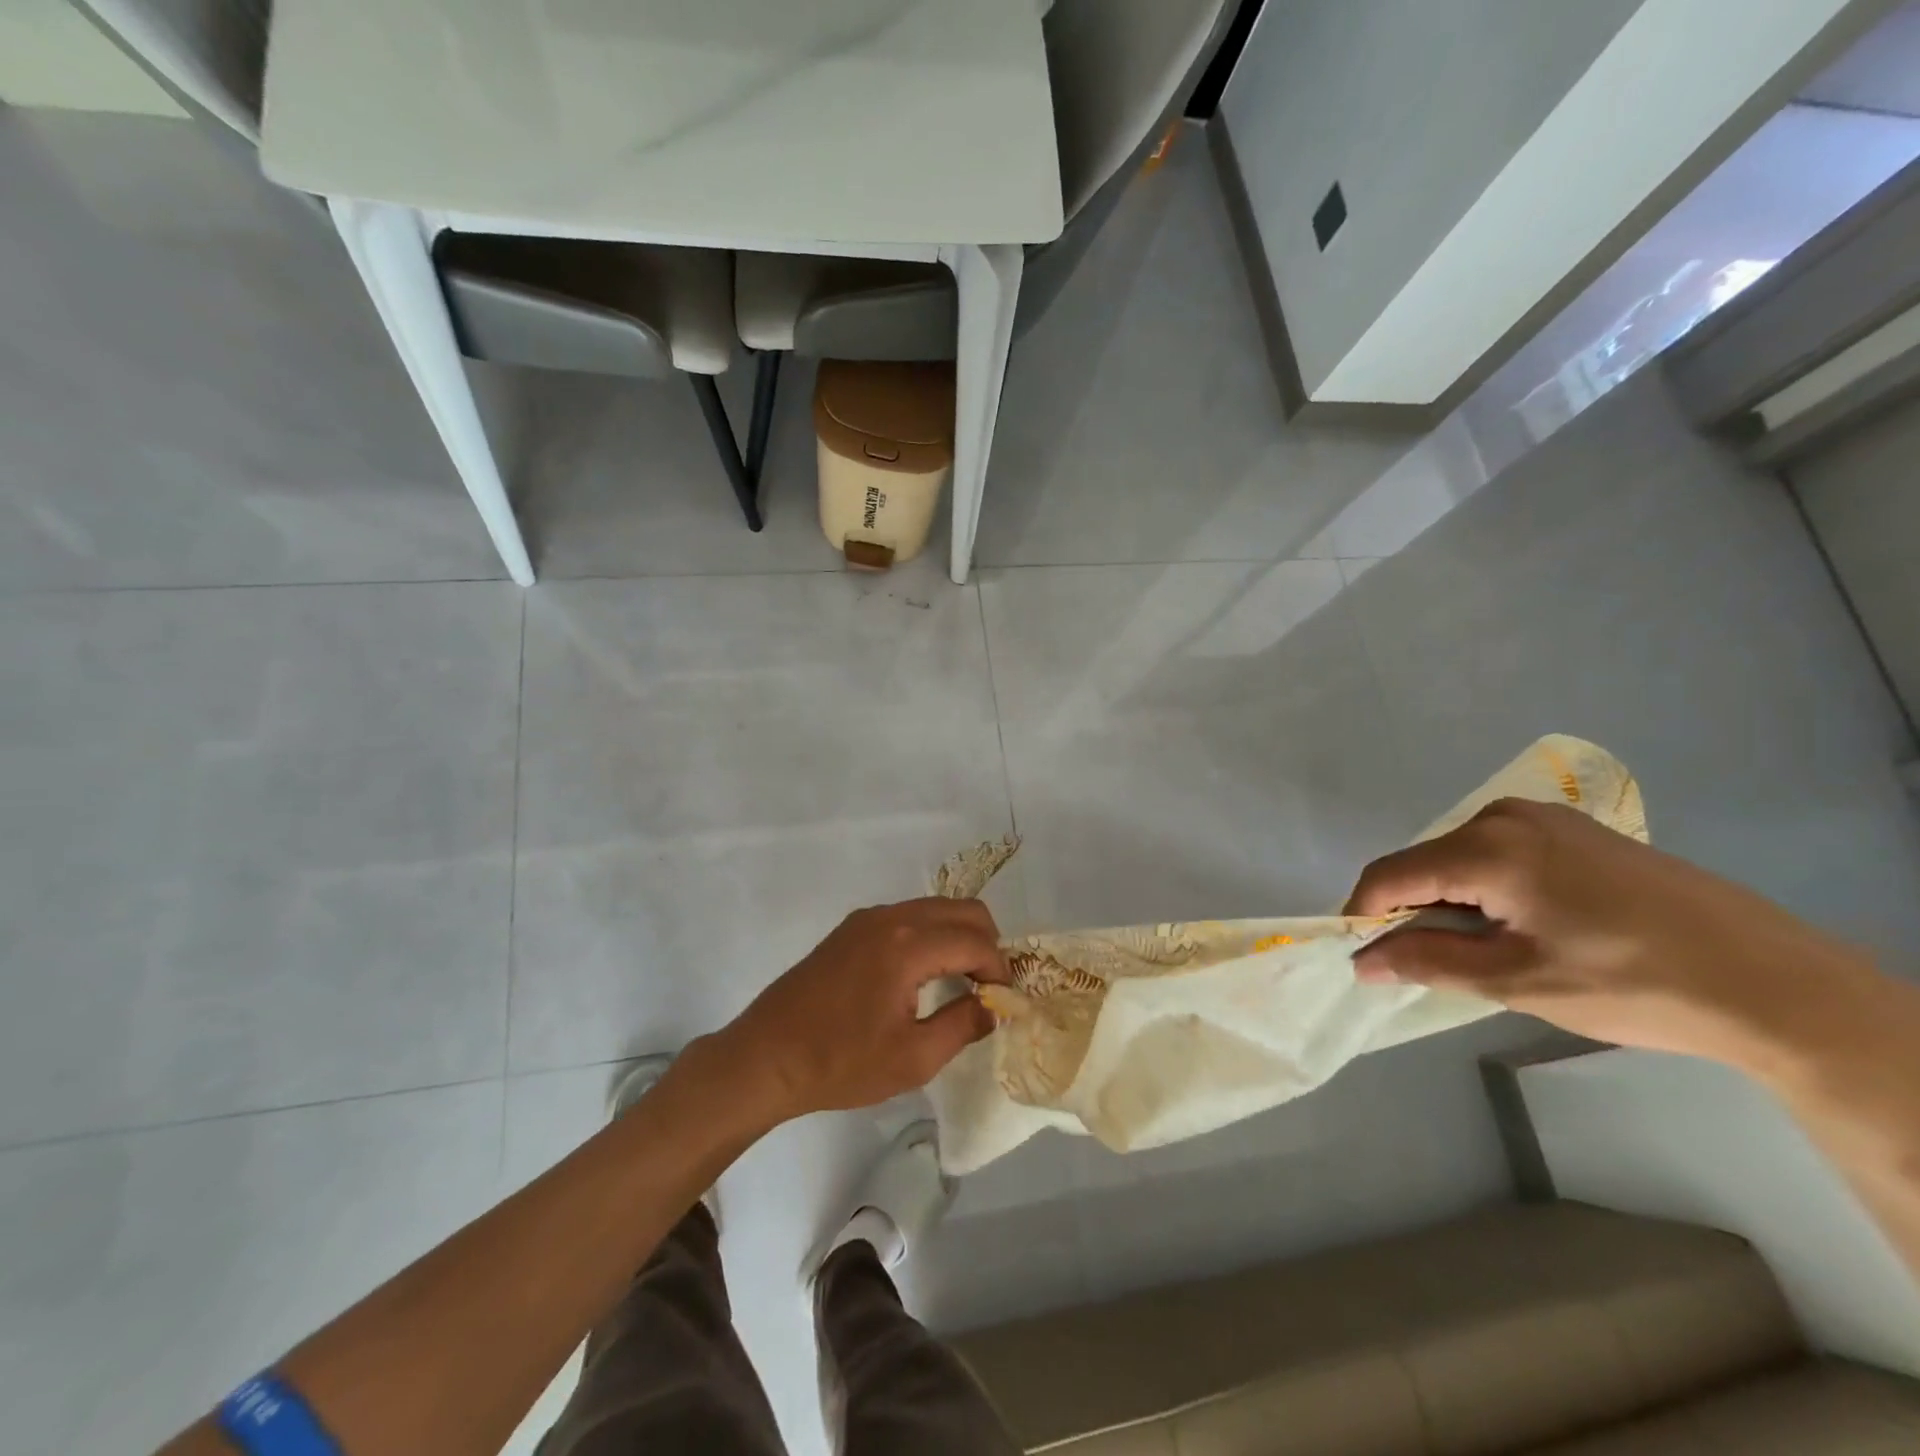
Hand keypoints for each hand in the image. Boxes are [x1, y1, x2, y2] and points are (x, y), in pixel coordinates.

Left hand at [709, 898, 1009, 1122]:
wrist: (765, 1058)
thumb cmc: (840, 1063)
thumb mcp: (913, 1059)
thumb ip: (963, 1025)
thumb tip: (994, 1006)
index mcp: (907, 946)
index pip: (975, 941)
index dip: (999, 969)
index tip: (1003, 1001)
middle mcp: (890, 917)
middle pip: (962, 910)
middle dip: (986, 943)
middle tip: (988, 987)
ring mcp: (867, 918)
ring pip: (935, 908)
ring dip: (958, 936)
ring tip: (961, 982)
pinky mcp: (851, 927)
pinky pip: (908, 916)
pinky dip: (931, 935)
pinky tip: (923, 975)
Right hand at [1344, 798, 1874, 1069]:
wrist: (1778, 983)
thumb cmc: (1635, 984)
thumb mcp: (1517, 981)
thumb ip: (1427, 961)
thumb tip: (1362, 959)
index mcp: (1487, 847)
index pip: (1390, 875)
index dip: (1364, 915)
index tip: (1362, 956)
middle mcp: (1505, 816)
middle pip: (1424, 863)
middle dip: (1413, 911)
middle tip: (1433, 964)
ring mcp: (1545, 818)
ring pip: (1460, 858)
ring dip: (1452, 901)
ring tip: (1486, 951)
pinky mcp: (1576, 830)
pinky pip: (1499, 852)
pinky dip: (1488, 888)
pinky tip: (1525, 926)